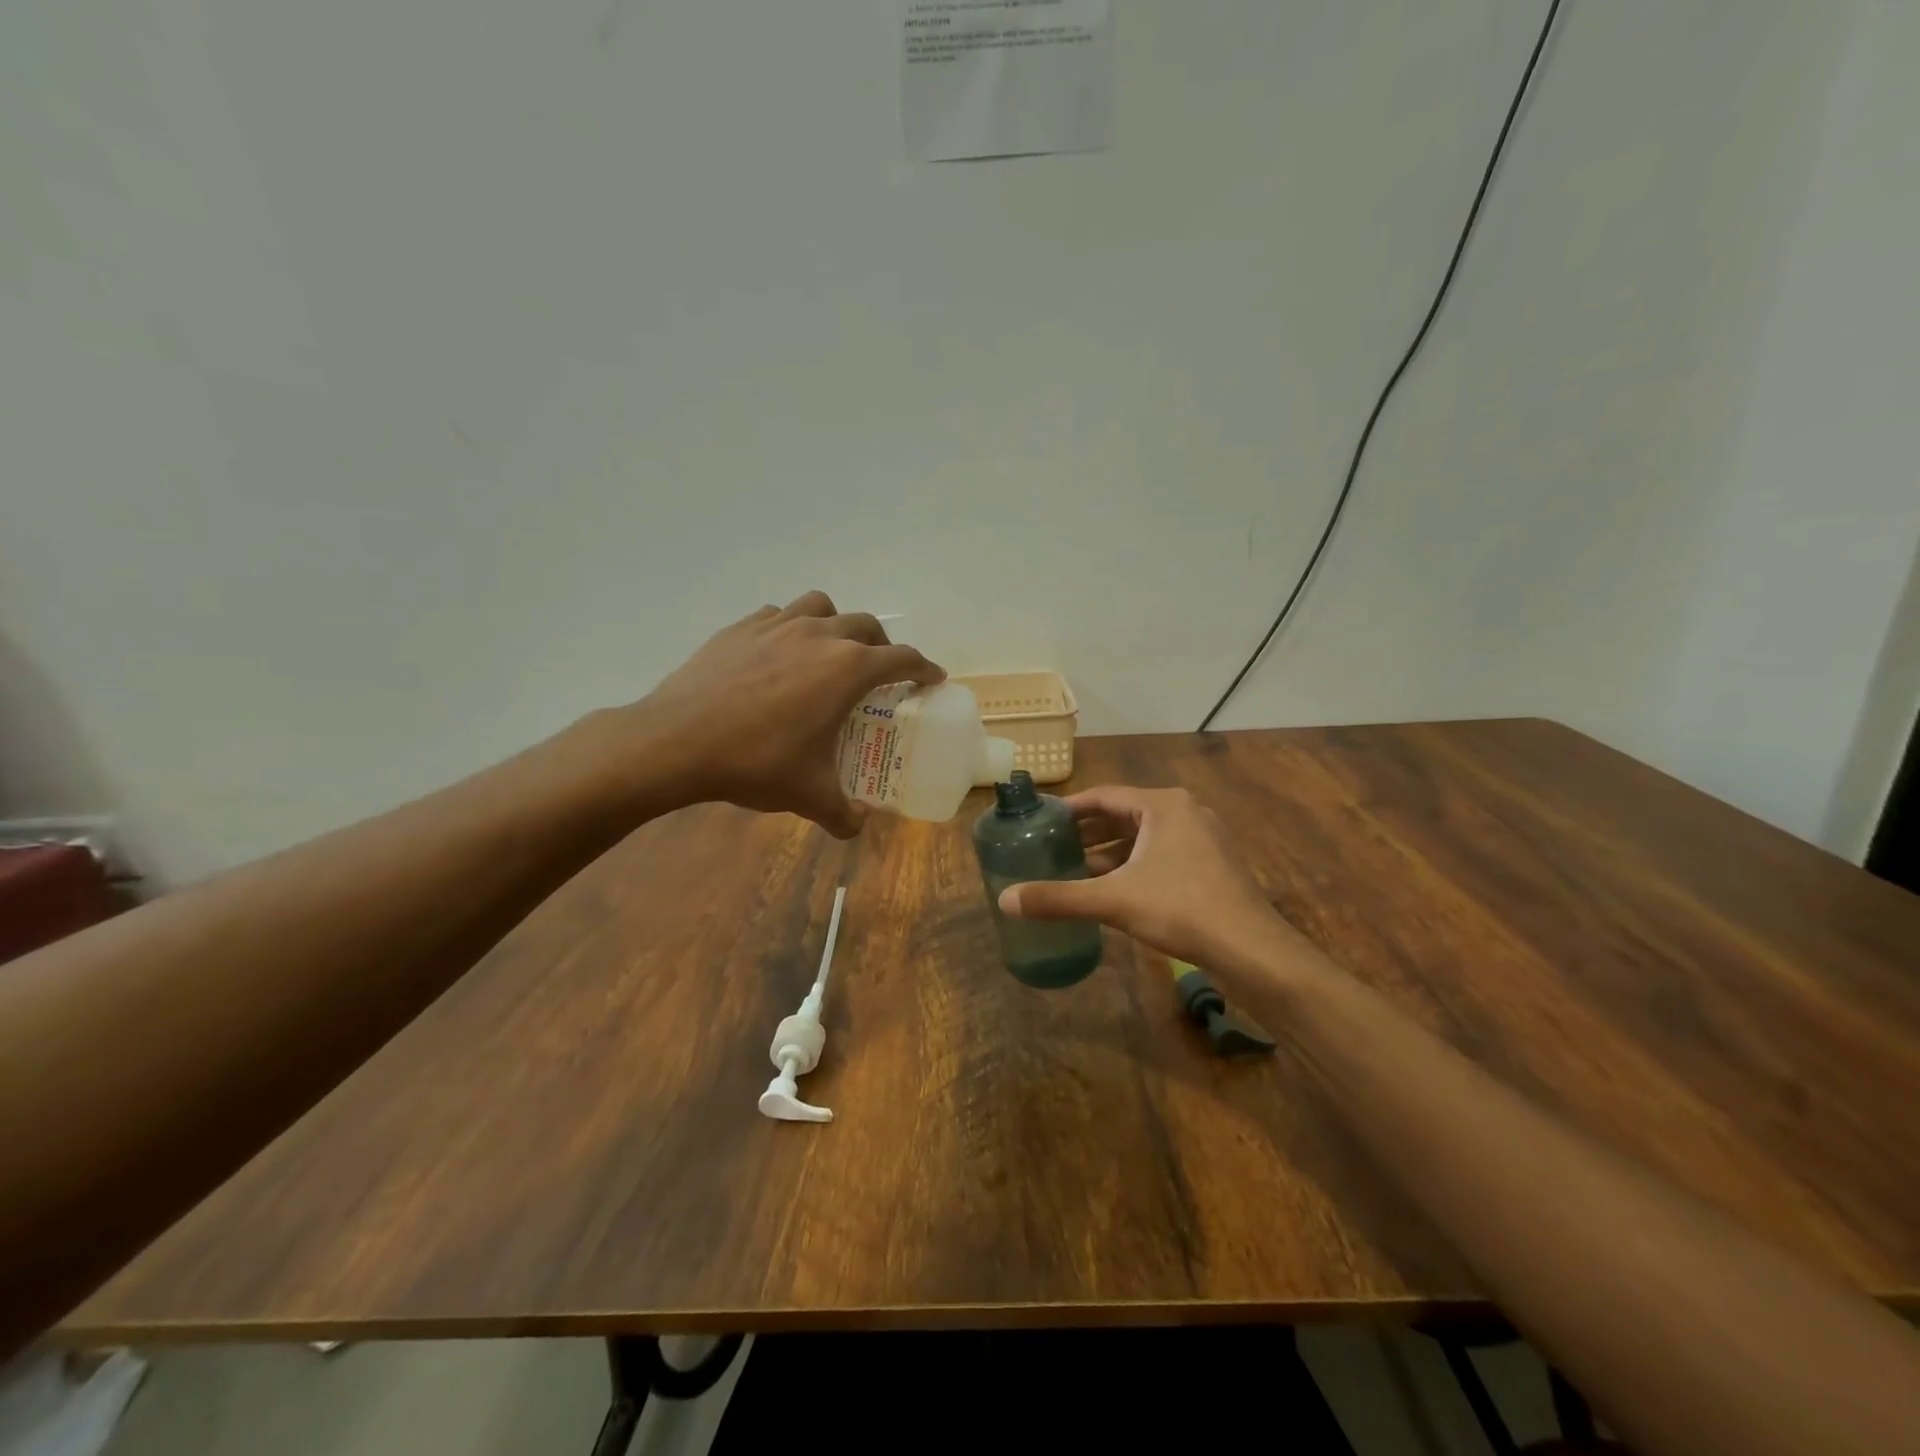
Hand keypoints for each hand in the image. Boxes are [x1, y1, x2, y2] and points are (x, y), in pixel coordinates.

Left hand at [634, 591, 943, 836]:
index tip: (931, 678)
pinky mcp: (741, 627)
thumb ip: (842, 814)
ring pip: (822, 607)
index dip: (923, 668)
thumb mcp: (808, 794)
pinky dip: (790, 629)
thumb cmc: (755, 762)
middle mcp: (819, 635)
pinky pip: (779, 615)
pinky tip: (778, 656)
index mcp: (847, 669)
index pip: (902, 658)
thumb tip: (857, 828)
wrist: (676, 741)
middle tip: (878, 674)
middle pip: (867, 626)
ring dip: (837, 625)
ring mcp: (777, 625)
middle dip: (882, 646)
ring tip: (829, 653)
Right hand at [997, 785, 1285, 966]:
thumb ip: (1059, 898)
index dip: (1069, 809)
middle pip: (1123, 814)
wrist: (1252, 949)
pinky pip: (1161, 853)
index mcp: (1162, 805)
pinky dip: (1134, 864)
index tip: (1041, 821)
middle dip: (1088, 832)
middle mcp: (1184, 811)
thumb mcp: (1113, 900)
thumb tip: (1004, 900)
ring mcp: (1202, 837)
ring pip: (1143, 836)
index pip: (1104, 796)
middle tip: (1053, 847)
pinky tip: (1114, 888)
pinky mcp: (1211, 864)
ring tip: (1076, 869)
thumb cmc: (1181, 909)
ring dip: (1110, 851)